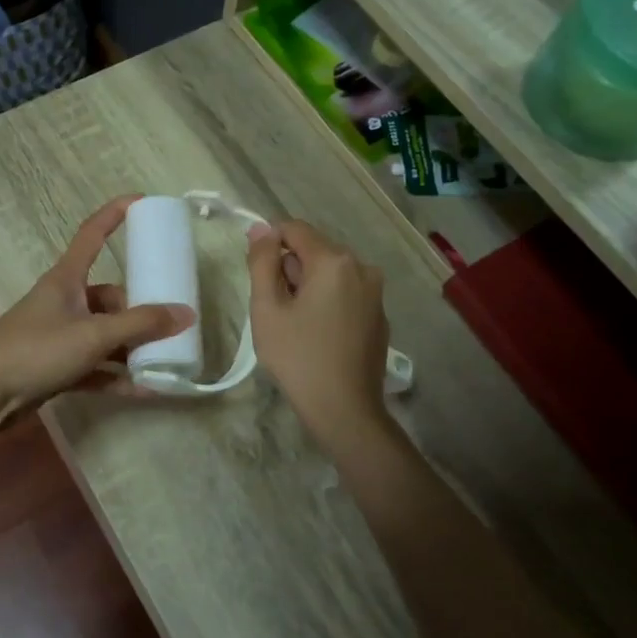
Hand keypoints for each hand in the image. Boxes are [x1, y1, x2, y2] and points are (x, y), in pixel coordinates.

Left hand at [0, 196, 191, 415]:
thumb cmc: (36, 349)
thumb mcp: (93, 334)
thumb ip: (140, 325)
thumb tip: (187, 314)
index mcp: (67, 279)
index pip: (92, 234)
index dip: (114, 214)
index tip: (141, 201)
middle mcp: (64, 302)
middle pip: (110, 297)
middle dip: (139, 311)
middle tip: (171, 325)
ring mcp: (60, 335)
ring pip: (105, 334)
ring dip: (132, 347)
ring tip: (166, 359)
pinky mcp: (57, 367)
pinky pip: (96, 367)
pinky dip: (117, 376)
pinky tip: (145, 389)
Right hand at [246, 219, 392, 451]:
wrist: (344, 409)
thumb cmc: (298, 357)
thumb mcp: (267, 308)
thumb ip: (262, 262)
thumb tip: (261, 227)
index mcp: (334, 261)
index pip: (294, 229)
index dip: (269, 244)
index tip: (257, 275)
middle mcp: (361, 267)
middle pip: (314, 250)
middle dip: (290, 269)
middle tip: (275, 309)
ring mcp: (375, 292)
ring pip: (330, 272)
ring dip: (308, 286)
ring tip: (295, 325)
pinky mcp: (379, 315)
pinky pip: (345, 293)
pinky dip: (327, 301)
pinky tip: (317, 335)